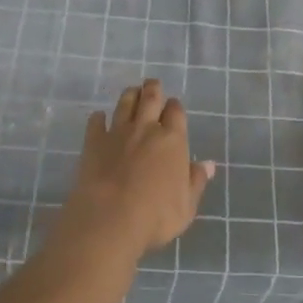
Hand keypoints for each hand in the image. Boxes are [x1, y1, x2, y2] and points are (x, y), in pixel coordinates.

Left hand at [60, 79, 214, 260]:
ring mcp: (118, 133)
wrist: (110, 218)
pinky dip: (98, 118)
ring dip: (129, 95)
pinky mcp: (94, 142)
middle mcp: (146, 129)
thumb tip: (208, 164)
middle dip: (153, 89)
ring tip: (132, 91)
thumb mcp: (186, 205)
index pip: (176, 112)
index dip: (175, 107)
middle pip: (150, 98)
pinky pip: (96, 123)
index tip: (173, 107)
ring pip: (125, 104)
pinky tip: (98, 117)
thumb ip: (196, 181)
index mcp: (172, 140)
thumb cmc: (156, 216)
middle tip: (152, 83)